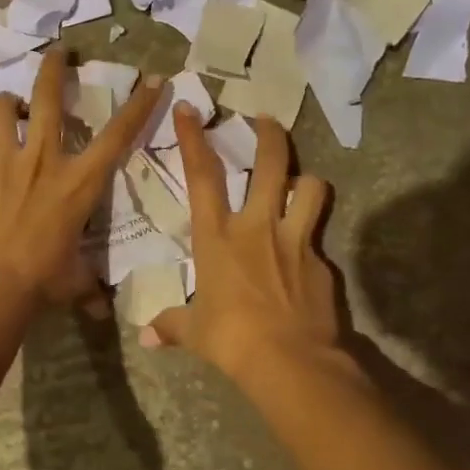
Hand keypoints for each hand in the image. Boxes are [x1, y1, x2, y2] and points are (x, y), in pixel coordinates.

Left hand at [0, 47, 163, 307]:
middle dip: (55, 68)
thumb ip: (86, 286)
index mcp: (78, 183)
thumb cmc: (40, 282)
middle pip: (47, 98)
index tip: (152, 79)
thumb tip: (97, 308)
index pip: (118, 136)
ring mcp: (1, 163)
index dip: (138, 105)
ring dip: (5, 105)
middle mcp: (42, 160)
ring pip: (0, 112)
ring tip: (6, 108)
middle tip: (58, 52)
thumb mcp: (72, 281)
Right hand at [142, 106, 343, 381]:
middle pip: (270, 164)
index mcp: (218, 236)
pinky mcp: (322, 262)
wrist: (289, 361)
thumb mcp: (194, 332)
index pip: (202, 176)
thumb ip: (172, 325)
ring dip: (307, 181)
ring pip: (312, 188)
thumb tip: (147, 337)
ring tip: (302, 184)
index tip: (189, 108)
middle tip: (267, 120)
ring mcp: (295, 240)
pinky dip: (311, 239)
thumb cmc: (231, 339)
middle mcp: (257, 227)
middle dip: (270, 136)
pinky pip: (318, 237)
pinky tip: (306, 258)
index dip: (194, 138)